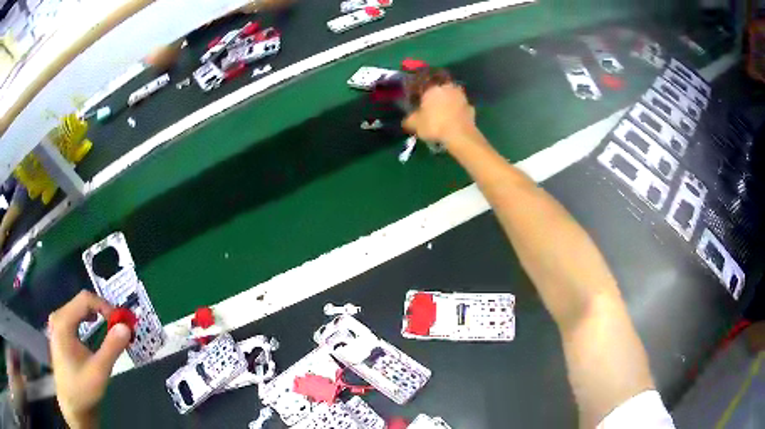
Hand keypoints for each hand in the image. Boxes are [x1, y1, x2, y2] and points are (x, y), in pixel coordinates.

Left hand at [49, 291, 130, 428]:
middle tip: (119, 327)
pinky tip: (96, 332)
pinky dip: (89, 322)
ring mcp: (58, 324)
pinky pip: (76, 318)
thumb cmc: (82, 389)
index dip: (105, 306)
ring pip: (79, 310)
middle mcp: (58, 317)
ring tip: (111, 330)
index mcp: (63, 322)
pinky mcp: (60, 332)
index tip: (121, 322)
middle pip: (82, 303)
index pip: (85, 299)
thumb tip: (126, 326)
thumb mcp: (99, 371)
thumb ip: (112, 347)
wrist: (72, 406)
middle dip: (102, 312)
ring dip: (97, 317)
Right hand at [403, 83, 475, 144]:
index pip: (423, 84)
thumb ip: (409, 119)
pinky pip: (461, 108)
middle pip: (440, 90)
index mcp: (432, 87)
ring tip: (443, 114)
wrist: (460, 135)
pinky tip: (453, 121)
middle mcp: (448, 88)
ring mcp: (461, 97)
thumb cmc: (434, 125)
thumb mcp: (415, 124)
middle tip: (431, 107)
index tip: (418, 100)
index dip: (419, 92)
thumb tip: (406, 120)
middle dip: (436, 97)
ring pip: (451, 98)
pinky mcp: (471, 108)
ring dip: (448, 103)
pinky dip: (457, 113)